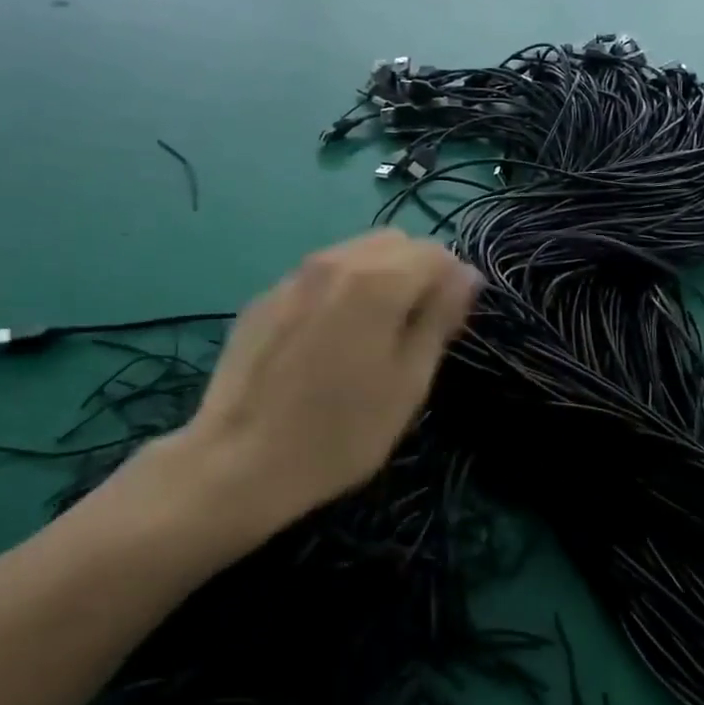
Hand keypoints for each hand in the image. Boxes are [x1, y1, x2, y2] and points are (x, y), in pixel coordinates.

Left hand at [107, 232, 480, 544]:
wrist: (237, 462)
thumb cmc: (340, 432)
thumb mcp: (408, 382)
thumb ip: (439, 317)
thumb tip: (466, 274)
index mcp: (377, 279)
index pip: (435, 251)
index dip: (451, 282)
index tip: (446, 325)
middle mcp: (335, 260)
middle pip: (394, 242)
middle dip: (415, 272)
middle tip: (411, 329)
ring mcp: (294, 275)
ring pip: (354, 253)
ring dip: (377, 276)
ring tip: (368, 334)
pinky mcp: (265, 296)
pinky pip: (318, 275)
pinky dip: (338, 290)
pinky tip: (324, 342)